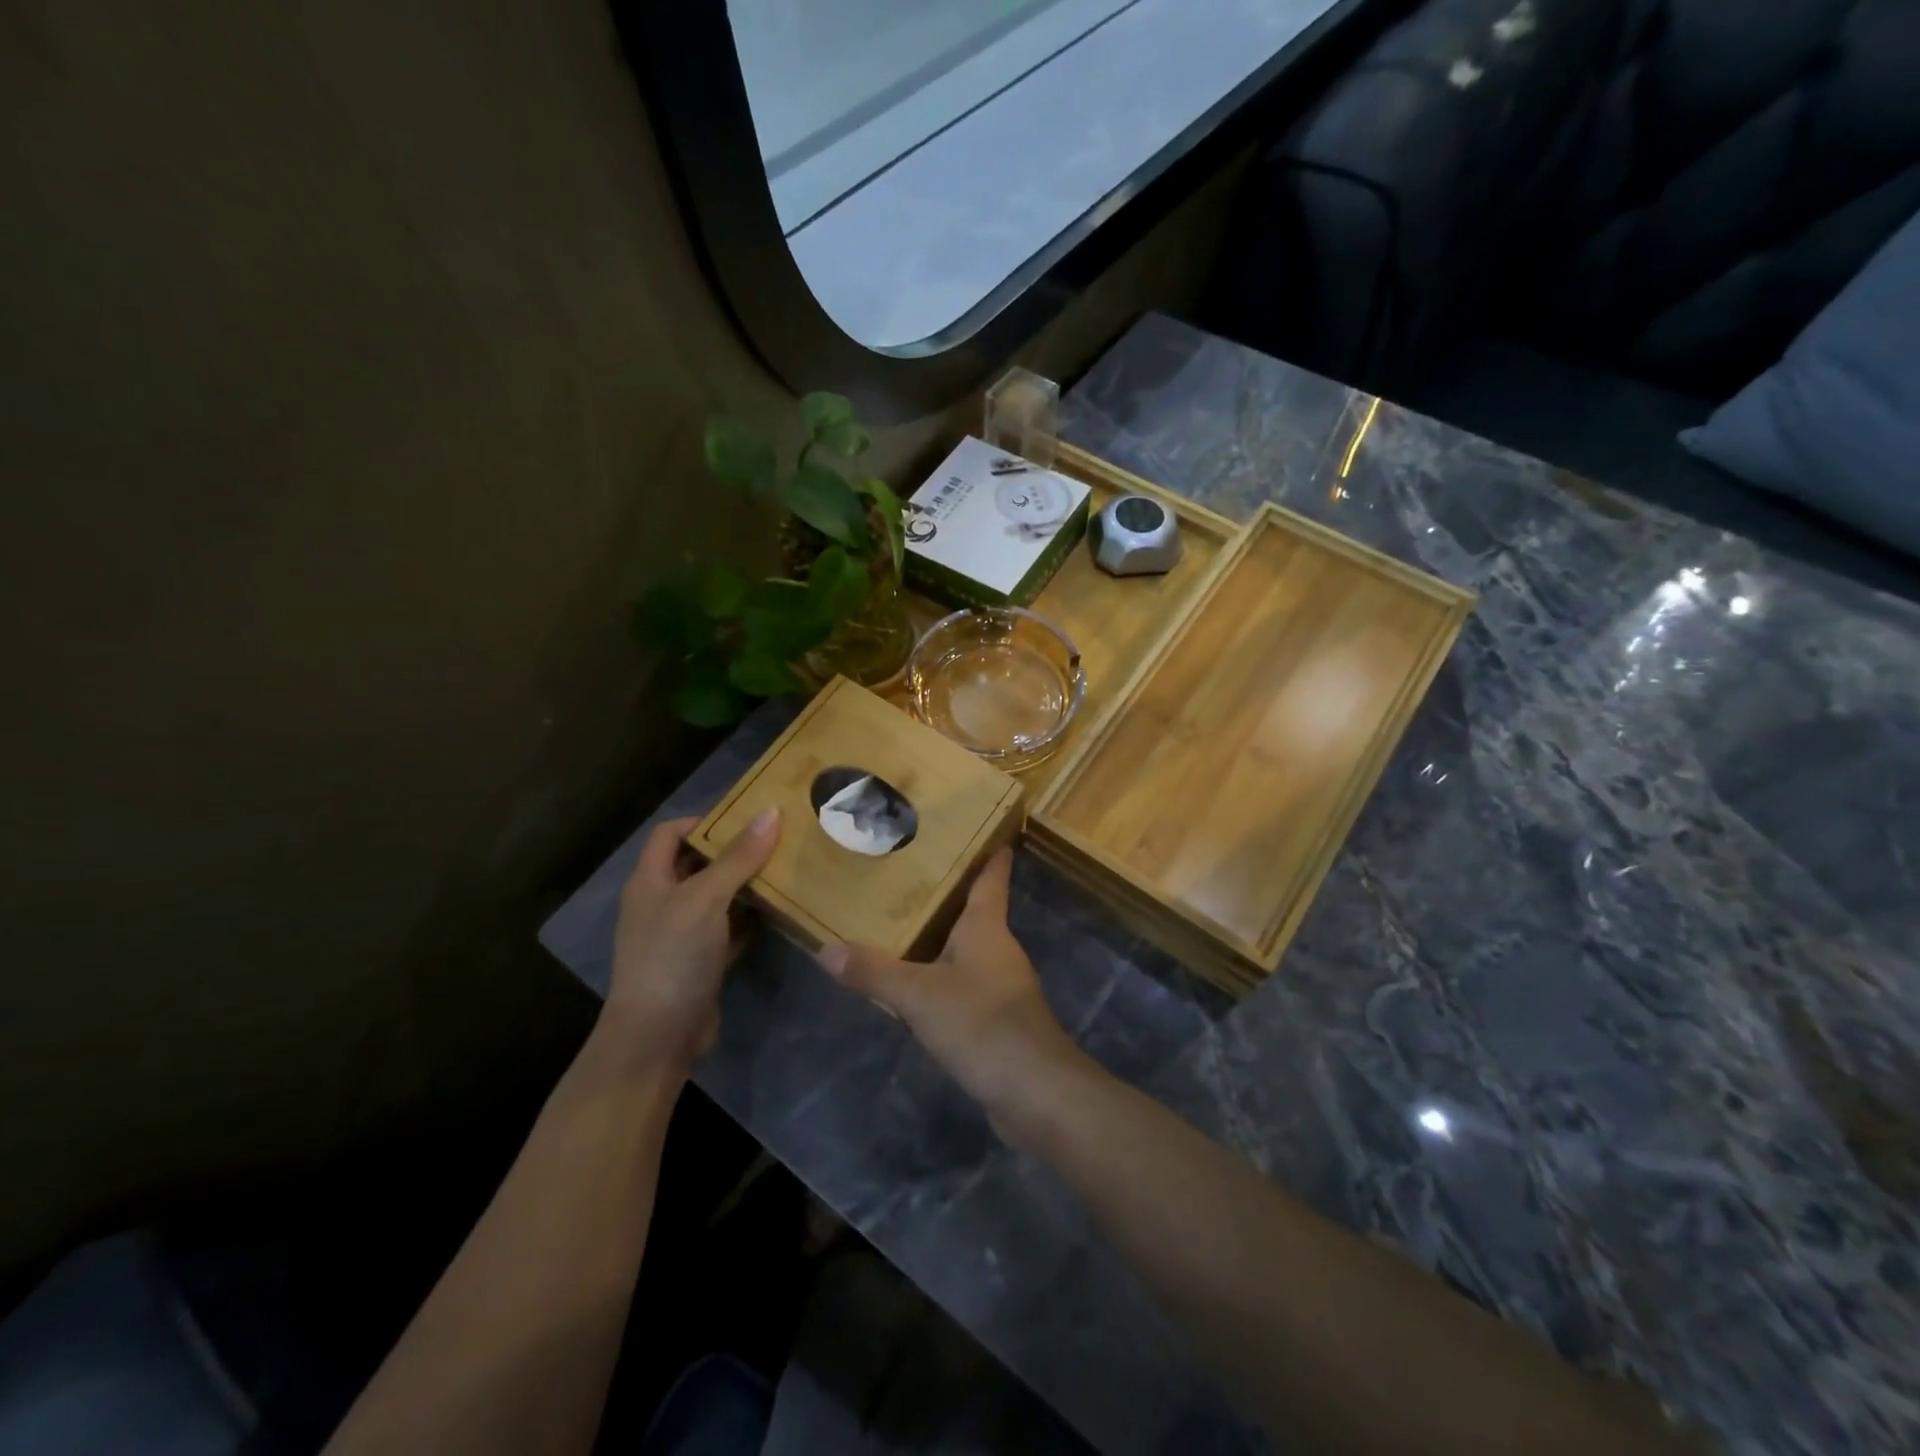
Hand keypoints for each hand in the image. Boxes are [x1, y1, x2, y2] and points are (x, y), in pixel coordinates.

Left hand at [604, 808, 780, 1072]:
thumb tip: (772, 812)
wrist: (657, 1038)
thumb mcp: (706, 899)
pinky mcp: (701, 961)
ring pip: (717, 897)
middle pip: (698, 863)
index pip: (671, 833)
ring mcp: (681, 935)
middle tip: (777, 840)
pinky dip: (750, 919)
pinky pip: (728, 929)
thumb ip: (738, 858)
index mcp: (650, 880)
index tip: (747, 818)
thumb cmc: (672, 957)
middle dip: (734, 851)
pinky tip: (779, 912)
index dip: (704, 821)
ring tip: (786, 869)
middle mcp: (662, 902)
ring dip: (746, 884)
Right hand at [818, 849, 1085, 1134]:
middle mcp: (999, 948)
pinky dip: (943, 976)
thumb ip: (873, 972)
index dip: (989, 853)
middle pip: (976, 910)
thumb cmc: (982, 1023)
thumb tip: (826, 949)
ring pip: (969, 948)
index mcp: (987, 927)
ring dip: (943, 936)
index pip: (991, 877)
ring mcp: (1003, 985)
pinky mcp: (999, 1018)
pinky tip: (917, 985)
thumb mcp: (919, 995)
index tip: (981, 828)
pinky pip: (966, 983)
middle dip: (948, 893)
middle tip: (909, 874)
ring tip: (902, 924)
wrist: (1035, 1091)